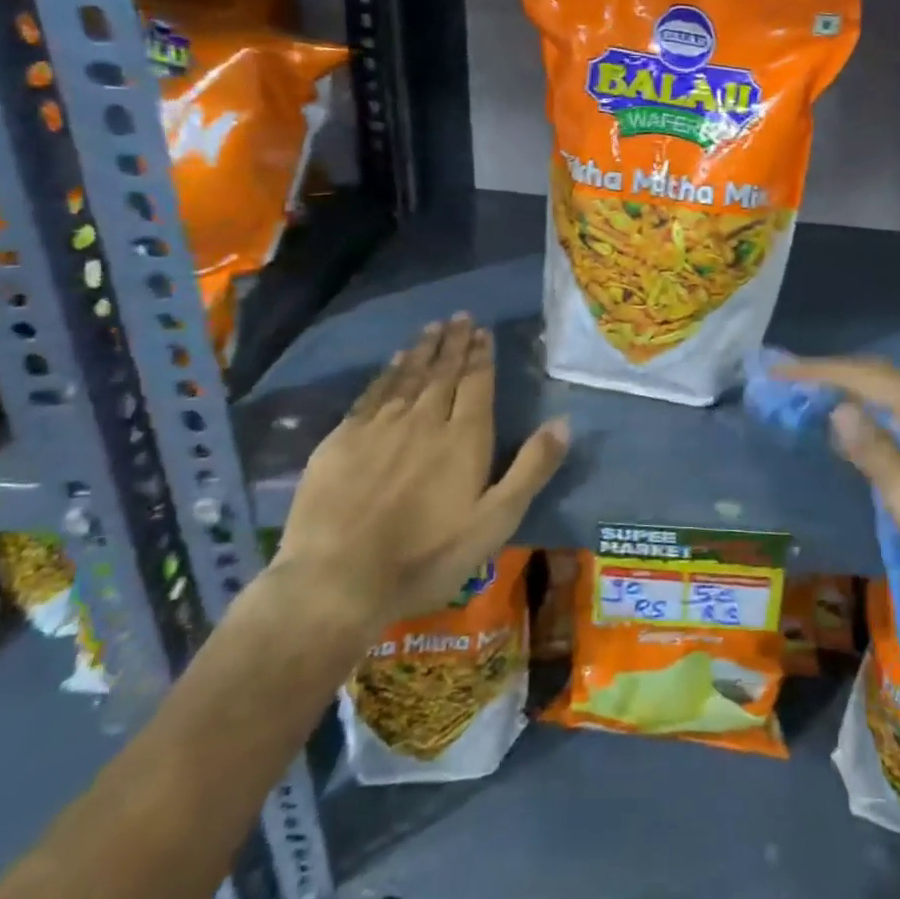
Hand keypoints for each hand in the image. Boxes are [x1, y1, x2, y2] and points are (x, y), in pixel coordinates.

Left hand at [272, 315, 567, 636]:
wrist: (336, 581)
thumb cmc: (426, 556)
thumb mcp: (495, 521)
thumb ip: (531, 468)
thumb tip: (563, 421)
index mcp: (464, 438)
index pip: (476, 384)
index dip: (481, 356)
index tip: (483, 332)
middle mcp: (424, 421)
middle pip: (443, 373)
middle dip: (454, 343)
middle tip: (460, 317)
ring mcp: (379, 428)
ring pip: (407, 377)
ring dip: (422, 350)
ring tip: (432, 327)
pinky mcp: (341, 441)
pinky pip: (371, 395)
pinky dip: (386, 374)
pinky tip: (392, 363)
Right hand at [779, 356, 899, 616]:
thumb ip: (870, 446)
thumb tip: (839, 408)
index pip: (863, 375)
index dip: (817, 371)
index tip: (778, 370)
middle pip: (882, 377)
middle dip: (836, 376)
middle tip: (793, 381)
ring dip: (860, 394)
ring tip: (821, 400)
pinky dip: (882, 414)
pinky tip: (870, 432)